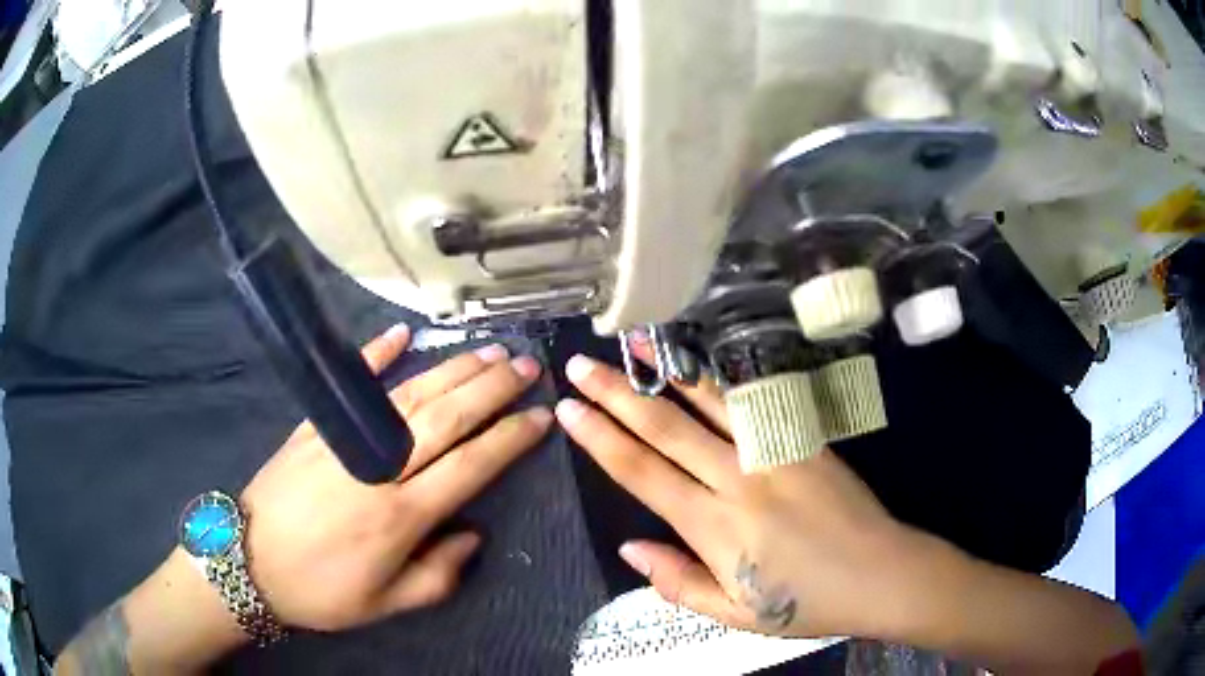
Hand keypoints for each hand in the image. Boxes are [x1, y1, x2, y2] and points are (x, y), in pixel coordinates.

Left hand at [240, 325, 550, 631]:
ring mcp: (344, 439)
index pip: (471, 464)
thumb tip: (472, 535)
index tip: (540, 417)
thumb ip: (438, 576)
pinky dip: (376, 354)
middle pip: (447, 417)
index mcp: (401, 516)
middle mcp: (379, 468)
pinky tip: (402, 334)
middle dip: (492, 388)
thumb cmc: (322, 591)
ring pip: (410, 395)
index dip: (510, 439)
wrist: (248, 562)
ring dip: (453, 370)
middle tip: (526, 365)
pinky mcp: (315, 425)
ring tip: (488, 352)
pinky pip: (352, 383)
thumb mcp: (386, 604)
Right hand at [554, 352, 917, 639]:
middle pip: (665, 429)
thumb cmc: (805, 602)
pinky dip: (720, 381)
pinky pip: (755, 403)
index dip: (600, 439)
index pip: (642, 473)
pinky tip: (699, 362)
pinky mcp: (804, 439)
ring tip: (632, 343)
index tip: (568, 410)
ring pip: (709, 403)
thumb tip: (629, 549)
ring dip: (666, 372)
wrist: (880, 573)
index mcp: (714, 527)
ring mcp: (774, 452)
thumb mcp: (733, 614)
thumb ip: (678, 583)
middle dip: (616, 395)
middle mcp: (738, 480)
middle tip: (580, 366)